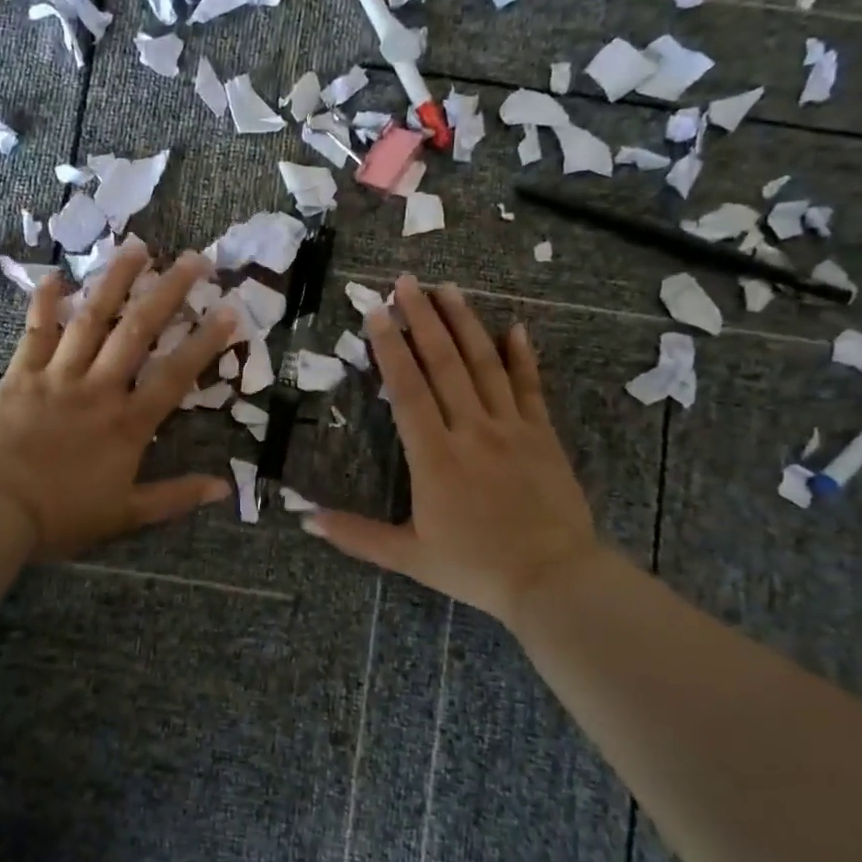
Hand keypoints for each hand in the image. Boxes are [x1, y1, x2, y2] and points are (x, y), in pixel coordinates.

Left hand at [0, 242, 238, 560]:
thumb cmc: (61, 515)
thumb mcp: (125, 515)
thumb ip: (175, 497)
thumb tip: (225, 488)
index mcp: (127, 423)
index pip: (175, 374)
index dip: (205, 342)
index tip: (230, 310)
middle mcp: (98, 388)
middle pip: (138, 331)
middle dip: (169, 293)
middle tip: (195, 259)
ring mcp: (58, 375)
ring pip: (91, 319)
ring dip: (116, 281)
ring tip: (138, 248)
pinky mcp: (21, 374)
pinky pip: (35, 332)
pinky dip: (44, 302)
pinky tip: (55, 275)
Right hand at [304, 276, 599, 621]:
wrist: (555, 580)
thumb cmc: (477, 568)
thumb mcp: (410, 557)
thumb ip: (357, 536)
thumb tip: (306, 519)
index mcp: (435, 456)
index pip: (407, 389)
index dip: (390, 348)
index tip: (376, 312)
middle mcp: (471, 430)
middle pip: (444, 363)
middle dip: (422, 318)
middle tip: (406, 281)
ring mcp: (511, 428)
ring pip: (485, 364)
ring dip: (465, 323)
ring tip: (448, 288)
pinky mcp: (542, 435)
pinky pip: (531, 387)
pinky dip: (522, 356)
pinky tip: (516, 327)